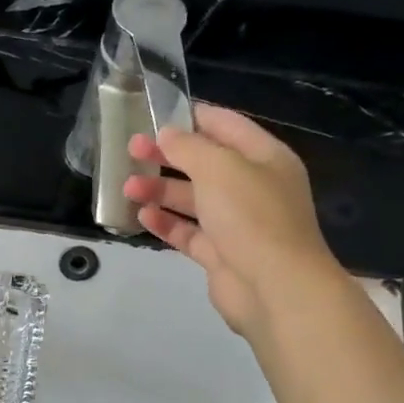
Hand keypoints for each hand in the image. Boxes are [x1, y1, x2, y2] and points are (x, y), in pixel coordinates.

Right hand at [123, 103, 341, 337]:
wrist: (275, 289)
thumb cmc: (251, 216)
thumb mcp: (218, 167)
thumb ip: (188, 146)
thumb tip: (167, 134)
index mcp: (265, 157)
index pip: (226, 125)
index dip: (192, 116)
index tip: (155, 113)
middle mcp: (253, 187)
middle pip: (205, 163)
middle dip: (168, 155)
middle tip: (132, 149)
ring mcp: (238, 223)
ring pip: (193, 199)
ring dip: (160, 190)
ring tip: (127, 187)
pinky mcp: (221, 254)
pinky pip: (189, 232)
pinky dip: (166, 223)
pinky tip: (142, 216)